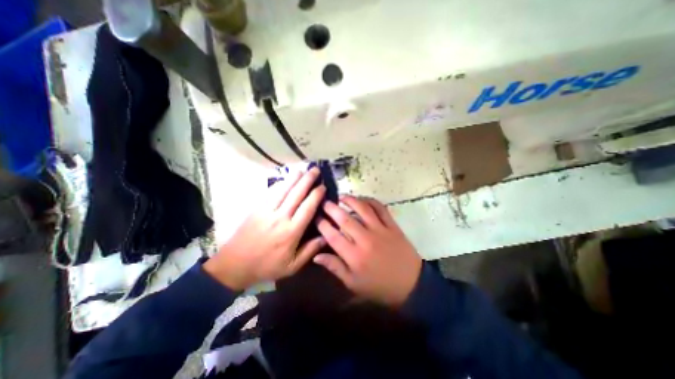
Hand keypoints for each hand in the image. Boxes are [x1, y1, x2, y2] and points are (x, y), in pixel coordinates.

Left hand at [204, 168, 325, 289]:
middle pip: (296, 194)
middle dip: (307, 180)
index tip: (323, 186)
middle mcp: (280, 218)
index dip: (316, 195)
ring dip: (293, 178)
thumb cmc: (267, 266)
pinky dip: (279, 184)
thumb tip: (327, 237)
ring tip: (302, 169)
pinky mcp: (256, 209)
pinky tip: (285, 178)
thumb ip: (310, 250)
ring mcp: (266, 211)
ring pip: (283, 190)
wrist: (235, 265)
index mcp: (291, 232)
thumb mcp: (292, 266)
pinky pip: (270, 193)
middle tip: (315, 170)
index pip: (307, 208)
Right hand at [314, 196, 419, 306]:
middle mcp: (365, 240)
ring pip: (363, 209)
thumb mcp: (353, 283)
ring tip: (342, 196)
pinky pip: (381, 208)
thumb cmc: (379, 286)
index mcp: (354, 256)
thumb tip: (316, 256)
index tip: (316, 216)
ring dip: (351, 200)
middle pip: (345, 219)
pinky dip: (371, 201)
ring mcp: (380, 230)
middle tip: (324, 202)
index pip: (333, 236)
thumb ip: (335, 267)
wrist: (411, 284)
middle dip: (332, 208)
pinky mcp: (392, 226)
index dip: (322, 224)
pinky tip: (363, 199)